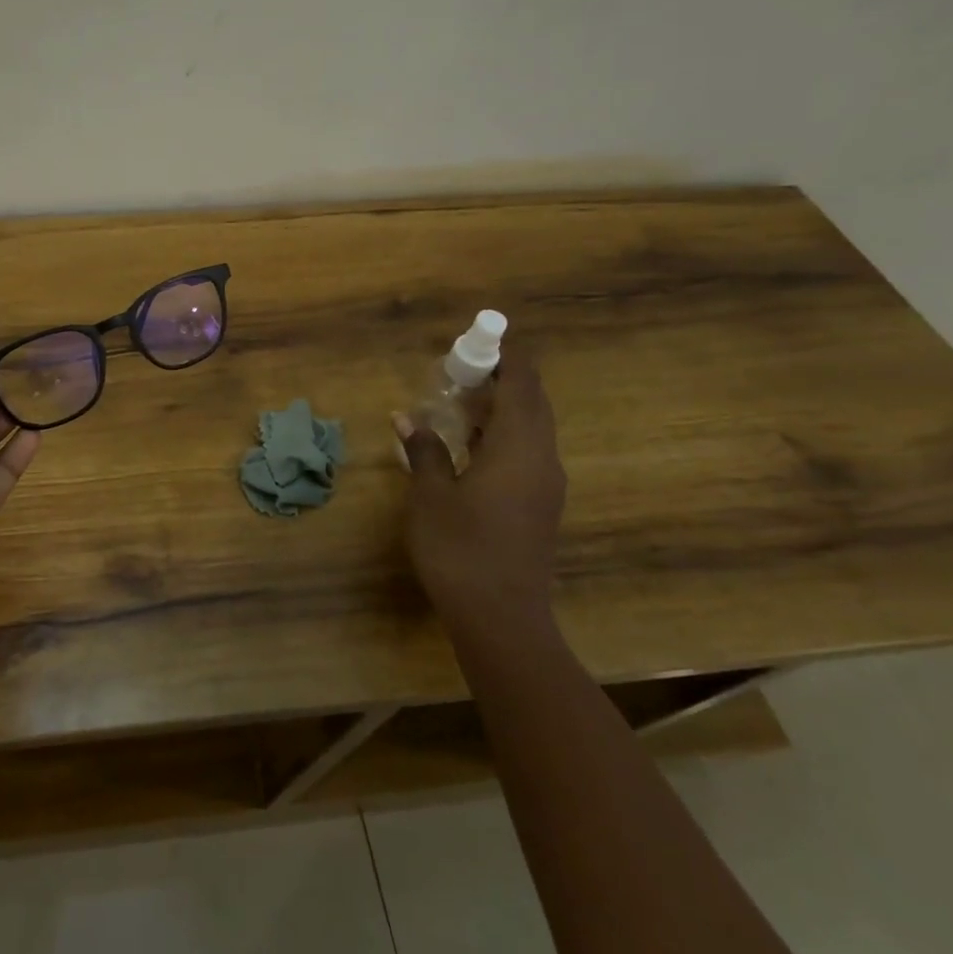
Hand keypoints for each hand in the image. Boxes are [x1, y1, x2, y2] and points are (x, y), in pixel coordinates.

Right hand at [394, 350, 566, 635]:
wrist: (501, 618)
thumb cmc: (460, 548)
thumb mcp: (431, 495)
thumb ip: (424, 451)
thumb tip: (408, 419)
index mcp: (520, 448)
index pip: (523, 385)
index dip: (508, 356)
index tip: (484, 335)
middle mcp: (542, 460)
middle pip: (531, 404)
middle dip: (502, 379)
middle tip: (463, 368)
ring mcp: (545, 485)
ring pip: (530, 430)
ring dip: (500, 409)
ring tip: (460, 400)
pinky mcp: (539, 506)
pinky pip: (526, 453)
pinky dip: (501, 436)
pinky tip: (469, 444)